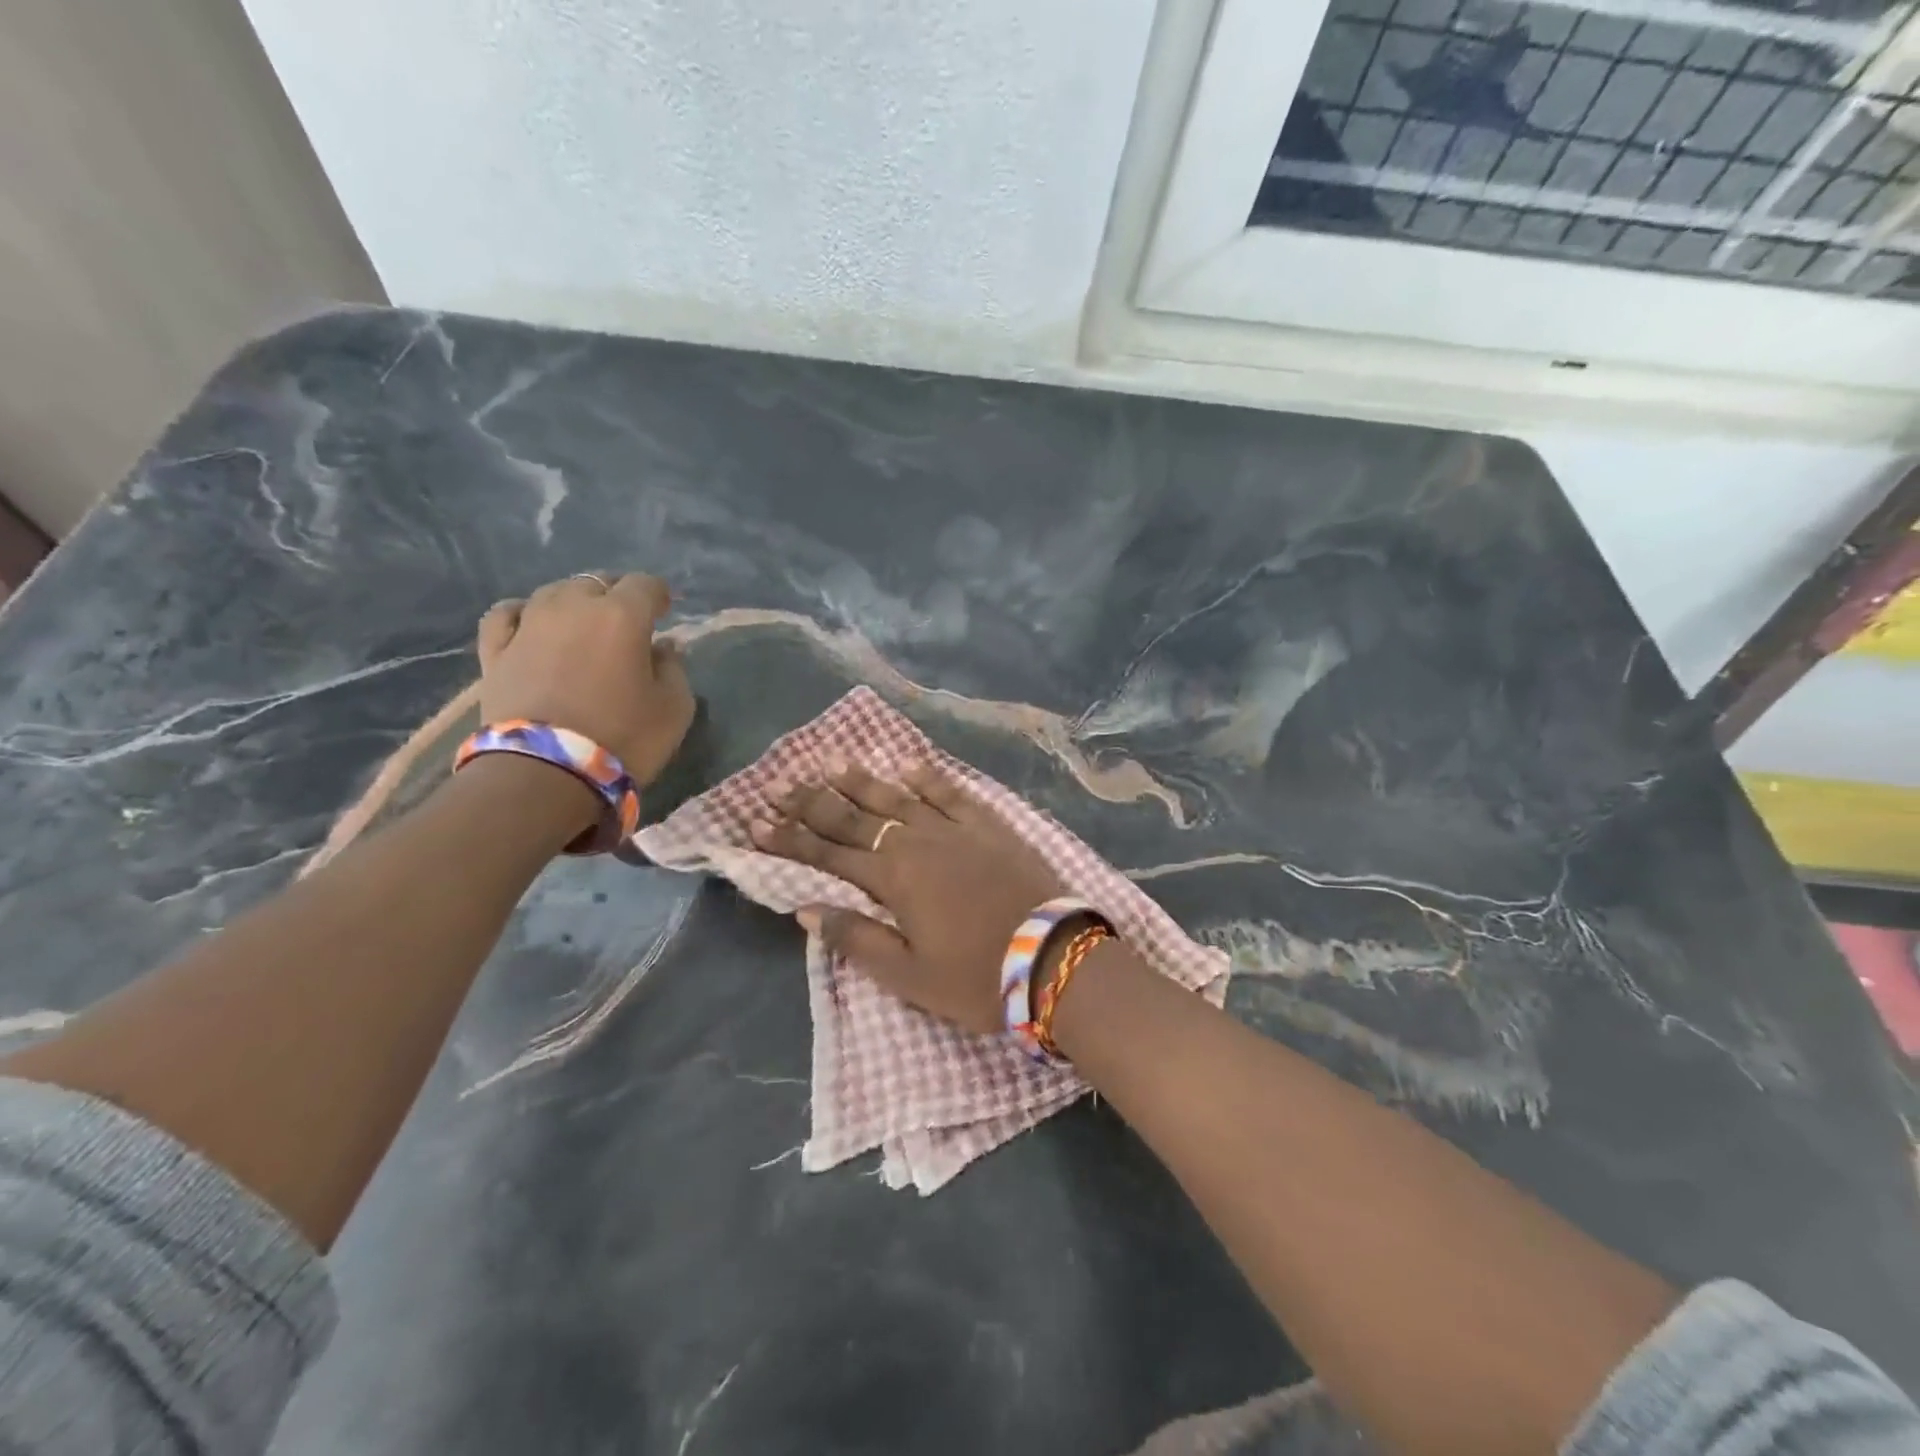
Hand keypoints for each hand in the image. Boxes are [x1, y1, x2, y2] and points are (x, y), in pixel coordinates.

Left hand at [477, 573, 694, 786]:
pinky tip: (532, 624)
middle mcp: (573, 607)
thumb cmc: (624, 738)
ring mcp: (528, 625)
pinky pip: (507, 614)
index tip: (664, 610)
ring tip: (583, 624)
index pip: (644, 584)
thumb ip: (674, 669)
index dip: (658, 594)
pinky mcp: (495, 650)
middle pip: (597, 582)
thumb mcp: (675, 709)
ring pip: (554, 592)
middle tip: (627, 621)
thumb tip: (663, 647)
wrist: (545, 773)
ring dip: (574, 603)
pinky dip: (524, 613)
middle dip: (616, 595)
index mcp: (622, 616)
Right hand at [749, 760, 1062, 1032]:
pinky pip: (953, 793)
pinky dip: (929, 778)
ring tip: (831, 763)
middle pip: (856, 819)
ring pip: (899, 798)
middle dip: (814, 803)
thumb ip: (857, 938)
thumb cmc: (978, 978)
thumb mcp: (909, 976)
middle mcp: (918, 843)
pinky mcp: (990, 826)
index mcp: (894, 880)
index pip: (829, 856)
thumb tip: (807, 908)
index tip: (756, 822)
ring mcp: (956, 830)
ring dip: (863, 782)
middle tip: (780, 783)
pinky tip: (909, 766)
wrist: (1055, 958)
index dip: (791, 840)